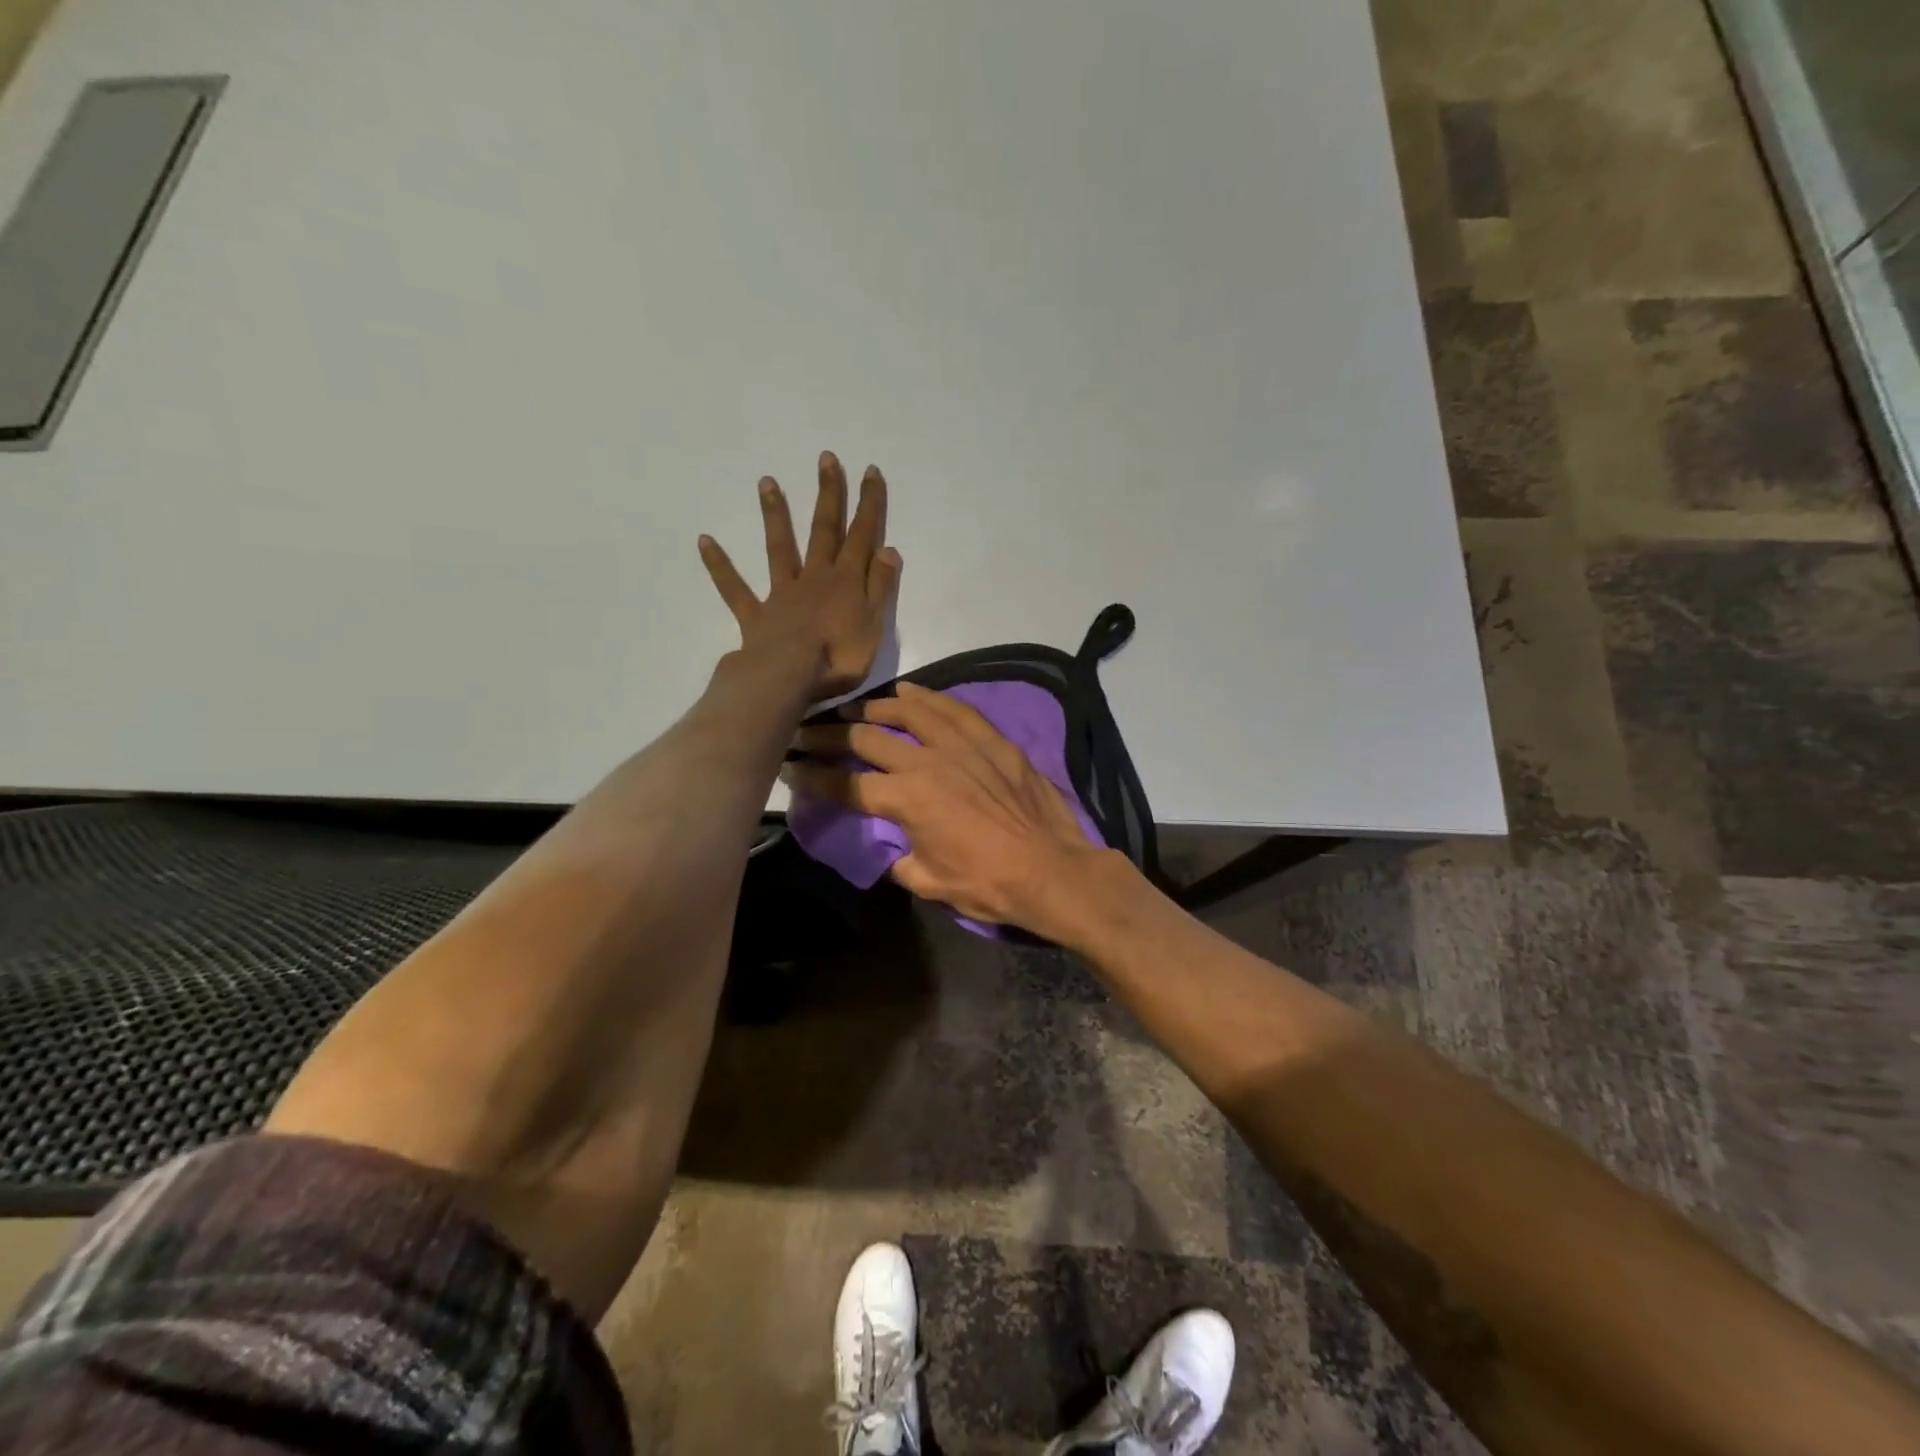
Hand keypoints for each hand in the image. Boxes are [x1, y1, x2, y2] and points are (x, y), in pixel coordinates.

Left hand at [699, 452, 902, 698]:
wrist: (790, 678)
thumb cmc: (839, 657)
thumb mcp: (874, 625)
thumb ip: (880, 586)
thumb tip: (888, 548)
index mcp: (846, 582)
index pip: (862, 537)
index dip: (869, 504)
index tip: (870, 471)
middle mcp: (814, 578)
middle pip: (824, 531)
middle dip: (828, 495)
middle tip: (826, 459)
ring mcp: (782, 593)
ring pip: (779, 548)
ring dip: (775, 515)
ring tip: (767, 481)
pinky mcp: (756, 615)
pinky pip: (735, 588)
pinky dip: (720, 566)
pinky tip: (704, 541)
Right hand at [785, 682, 1116, 932]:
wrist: (1052, 870)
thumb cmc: (989, 884)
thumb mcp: (930, 882)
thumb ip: (900, 860)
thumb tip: (890, 849)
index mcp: (906, 800)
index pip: (846, 785)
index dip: (813, 777)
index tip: (792, 767)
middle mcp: (927, 762)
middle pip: (867, 738)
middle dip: (829, 735)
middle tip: (807, 730)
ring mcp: (961, 745)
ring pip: (908, 711)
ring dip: (874, 706)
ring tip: (854, 707)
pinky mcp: (992, 740)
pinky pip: (954, 708)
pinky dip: (929, 697)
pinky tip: (911, 692)